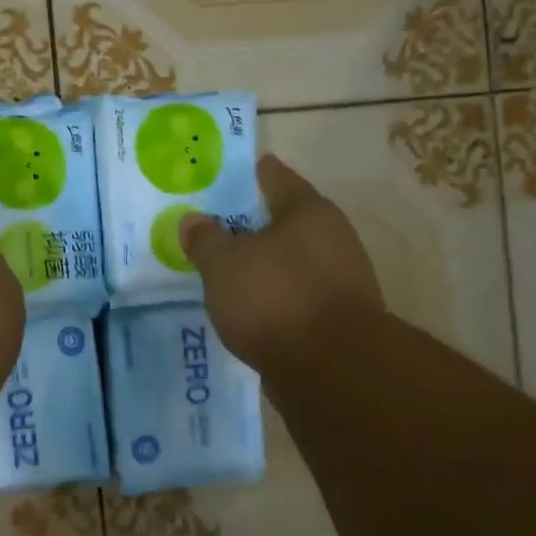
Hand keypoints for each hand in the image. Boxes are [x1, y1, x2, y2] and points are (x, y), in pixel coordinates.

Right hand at [179, 154, 383, 375]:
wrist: (331, 368)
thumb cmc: (275, 298)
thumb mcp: (224, 265)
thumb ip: (205, 240)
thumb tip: (192, 219)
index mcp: (309, 213)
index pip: (279, 179)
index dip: (259, 173)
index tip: (247, 167)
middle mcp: (334, 239)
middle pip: (290, 223)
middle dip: (259, 225)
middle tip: (224, 225)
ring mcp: (343, 281)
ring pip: (296, 263)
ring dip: (269, 266)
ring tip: (234, 272)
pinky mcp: (339, 320)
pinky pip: (299, 297)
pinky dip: (278, 298)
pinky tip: (254, 309)